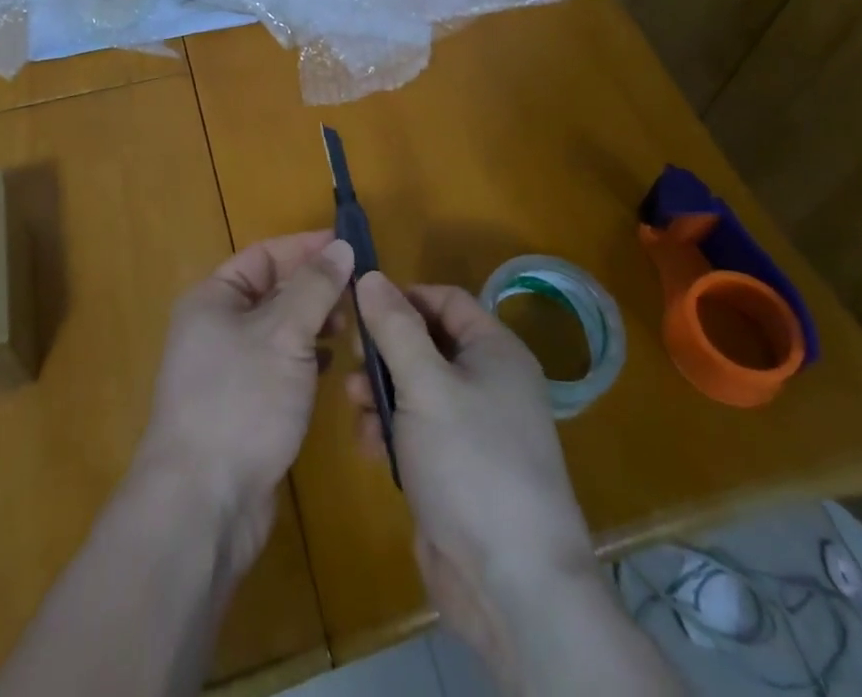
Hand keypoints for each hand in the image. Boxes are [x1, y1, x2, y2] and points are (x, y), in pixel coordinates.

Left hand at [136, 231, 354, 574]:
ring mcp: (228, 369)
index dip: (306, 248)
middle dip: (315, 288)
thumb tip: (342, 247)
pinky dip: (306, 358)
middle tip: (361, 291)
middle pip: (272, 291)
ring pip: (279, 330)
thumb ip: (315, 288)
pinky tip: (333, 365)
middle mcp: (216, 327)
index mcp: (213, 298)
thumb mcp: (284, 334)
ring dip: (314, 323)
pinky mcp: (244, 406)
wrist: (204, 503)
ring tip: (353, 326)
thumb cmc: (241, 400)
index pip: (265, 255)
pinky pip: (279, 365)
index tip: (350, 246)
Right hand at [345, 273, 598, 682]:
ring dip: (380, 392)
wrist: (511, 585)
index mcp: (495, 351)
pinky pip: (416, 430)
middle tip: (350, 359)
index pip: (445, 300)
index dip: (403, 297)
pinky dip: (390, 431)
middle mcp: (488, 383)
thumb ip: (395, 327)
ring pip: (415, 388)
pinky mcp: (454, 469)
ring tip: (354, 406)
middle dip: (385, 350)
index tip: (359, 307)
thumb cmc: (471, 462)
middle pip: (426, 343)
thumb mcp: (426, 384)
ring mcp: (472, 429)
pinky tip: (369, 447)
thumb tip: (371, 276)